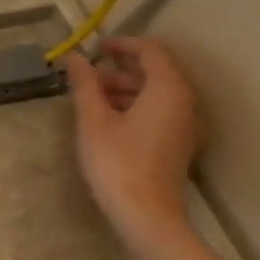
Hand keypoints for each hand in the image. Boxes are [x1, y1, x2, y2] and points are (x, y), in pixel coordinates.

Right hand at [63, 36, 200, 245]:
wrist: (147, 216)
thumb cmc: (117, 162)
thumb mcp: (93, 120)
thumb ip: (85, 85)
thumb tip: (75, 57)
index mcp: (167, 89)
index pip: (150, 51)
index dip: (122, 44)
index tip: (94, 46)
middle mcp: (183, 102)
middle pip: (154, 71)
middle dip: (119, 68)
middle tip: (85, 76)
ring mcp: (183, 125)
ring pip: (154, 93)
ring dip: (123, 89)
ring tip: (89, 99)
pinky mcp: (176, 143)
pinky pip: (156, 112)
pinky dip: (132, 106)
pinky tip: (105, 120)